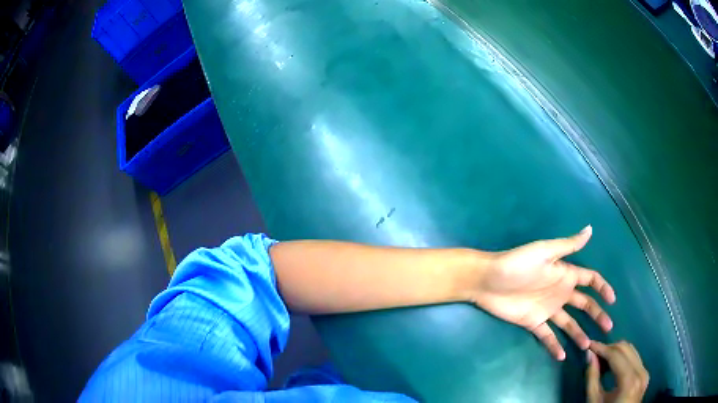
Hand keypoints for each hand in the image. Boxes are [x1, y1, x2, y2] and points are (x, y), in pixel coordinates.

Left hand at [471, 225, 615, 359]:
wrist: (488, 280)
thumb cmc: (518, 263)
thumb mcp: (546, 251)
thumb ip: (569, 245)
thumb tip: (590, 229)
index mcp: (565, 275)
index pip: (590, 280)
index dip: (602, 288)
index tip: (613, 300)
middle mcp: (560, 293)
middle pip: (584, 305)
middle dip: (597, 315)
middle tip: (608, 328)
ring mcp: (547, 310)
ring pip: (568, 323)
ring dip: (579, 334)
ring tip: (588, 346)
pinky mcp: (533, 323)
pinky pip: (547, 336)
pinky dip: (554, 345)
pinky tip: (562, 356)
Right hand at [586, 341, 648, 402]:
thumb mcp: (594, 401)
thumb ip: (592, 378)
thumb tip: (589, 355)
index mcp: (629, 381)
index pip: (616, 355)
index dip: (602, 348)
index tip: (589, 344)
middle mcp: (641, 372)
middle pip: (625, 349)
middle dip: (609, 348)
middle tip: (594, 354)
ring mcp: (644, 372)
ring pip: (631, 351)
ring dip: (616, 352)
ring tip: (602, 362)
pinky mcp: (644, 374)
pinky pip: (634, 358)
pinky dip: (622, 358)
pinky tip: (612, 366)